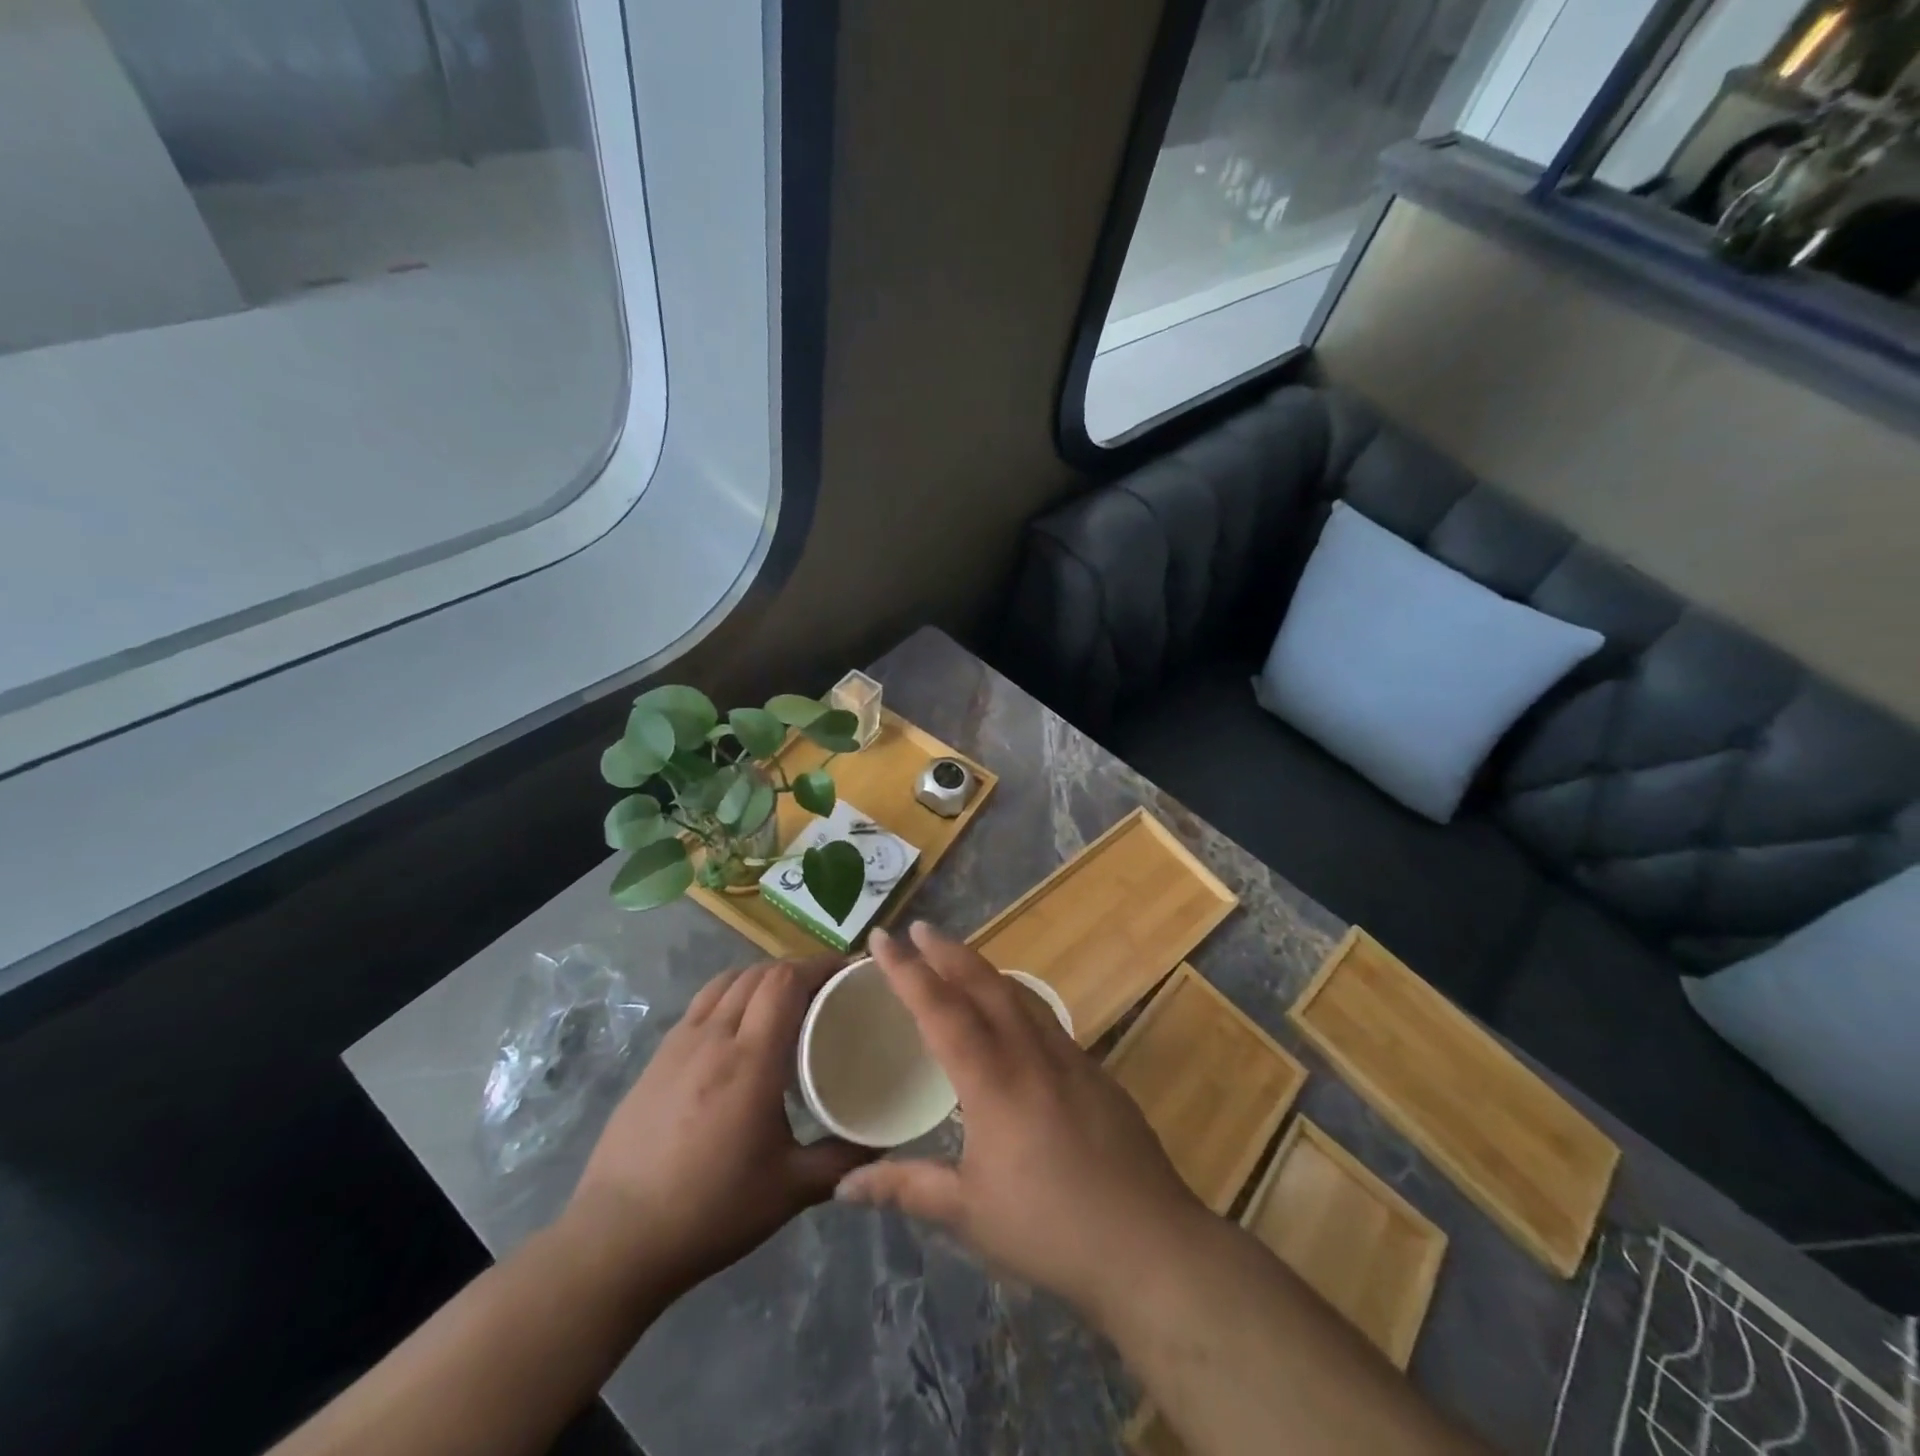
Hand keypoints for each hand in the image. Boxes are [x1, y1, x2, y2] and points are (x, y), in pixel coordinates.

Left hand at [566, 957, 872, 1300]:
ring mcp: (679, 1043)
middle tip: (826, 988)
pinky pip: (702, 1003)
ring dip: (762, 976)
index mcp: (751, 1059)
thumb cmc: (710, 1211)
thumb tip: (883, 1144)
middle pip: (759, 972)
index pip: (786, 980)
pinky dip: (732, 994)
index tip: (848, 970)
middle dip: (797, 968)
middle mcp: (714, 1036)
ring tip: (785, 999)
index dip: (819, 964)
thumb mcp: (789, 1191)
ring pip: (727, 981)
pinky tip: (739, 1027)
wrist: (615, 1240)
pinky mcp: (656, 1057)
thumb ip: (842, 1161)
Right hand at [836, 923, 1211, 1322]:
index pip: (940, 1009)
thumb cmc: (1049, 1229)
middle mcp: (1030, 1053)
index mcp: (992, 1081)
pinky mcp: (1095, 1071)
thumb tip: (844, 1186)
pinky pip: (1046, 1017)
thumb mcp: (968, 1214)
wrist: (1150, 1244)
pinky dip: (1017, 998)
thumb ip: (905, 1188)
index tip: (882, 937)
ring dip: (984, 969)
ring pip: (1019, 994)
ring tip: (960, 958)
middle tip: (919, 929)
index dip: (906, 970)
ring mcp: (1069, 1057)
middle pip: (984, 984)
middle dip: (948, 951)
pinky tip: (1014, 1014)